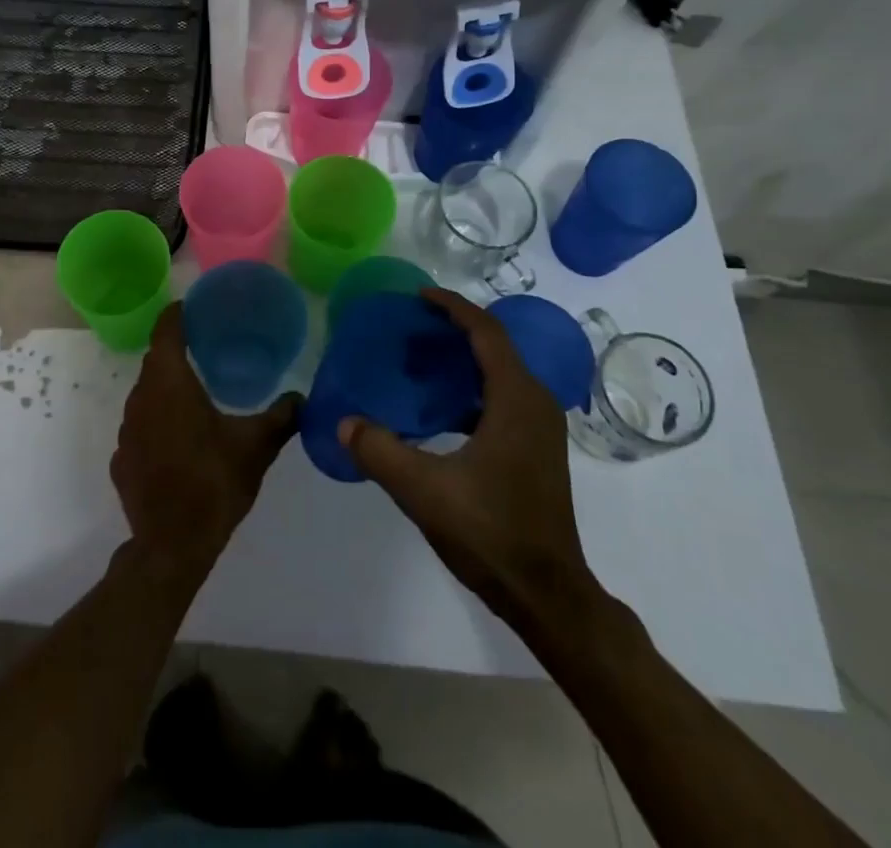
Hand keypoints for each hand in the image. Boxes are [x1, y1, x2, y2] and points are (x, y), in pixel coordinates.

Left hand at [112, 304, 300, 581]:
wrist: (171, 547)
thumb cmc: (214, 483)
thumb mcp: (256, 447)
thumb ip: (282, 417)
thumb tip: (304, 398)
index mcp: (170, 383)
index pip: (166, 330)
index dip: (178, 313)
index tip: (195, 307)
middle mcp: (141, 397)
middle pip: (155, 360)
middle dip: (177, 348)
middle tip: (207, 345)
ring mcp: (126, 430)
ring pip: (146, 393)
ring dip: (167, 388)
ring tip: (196, 391)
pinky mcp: (121, 458)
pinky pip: (140, 426)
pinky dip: (158, 421)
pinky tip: (179, 439)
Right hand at [339, 288, 601, 634]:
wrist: (547, 594)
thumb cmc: (491, 534)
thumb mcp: (424, 491)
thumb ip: (379, 451)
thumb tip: (343, 422)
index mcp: (516, 400)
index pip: (486, 332)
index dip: (453, 307)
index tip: (418, 296)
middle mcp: (535, 403)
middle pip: (495, 346)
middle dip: (454, 329)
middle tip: (410, 328)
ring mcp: (540, 428)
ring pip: (500, 373)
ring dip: (462, 360)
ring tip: (419, 362)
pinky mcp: (536, 450)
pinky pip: (502, 398)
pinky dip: (471, 388)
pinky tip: (439, 409)